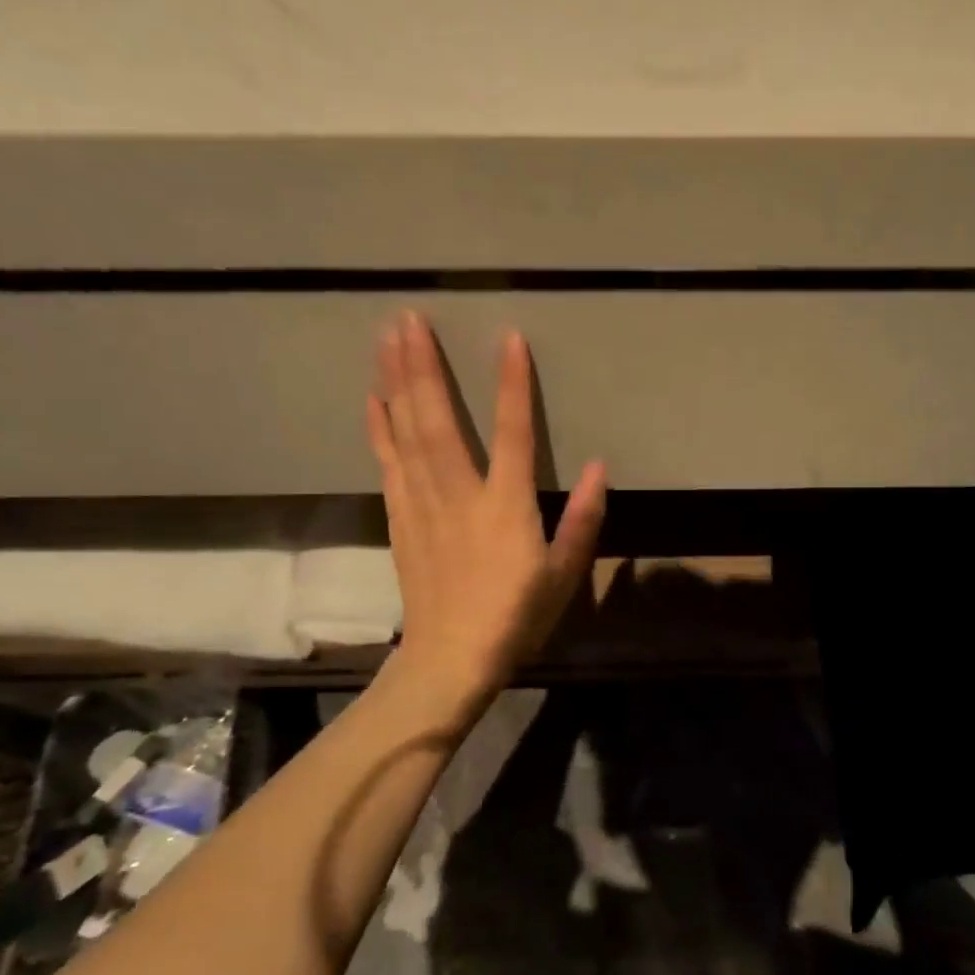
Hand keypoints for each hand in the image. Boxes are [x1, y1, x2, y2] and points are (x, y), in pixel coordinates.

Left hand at [368, 311, 606, 705]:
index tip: (508, 338)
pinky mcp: (401, 518)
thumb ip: (584, 519)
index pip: (513, 433)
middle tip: (407, 318)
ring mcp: (423, 504)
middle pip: (438, 419)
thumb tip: (602, 468)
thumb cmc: (516, 616)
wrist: (451, 657)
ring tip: (386, 339)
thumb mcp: (564, 574)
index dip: (512, 385)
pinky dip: (379, 427)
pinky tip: (373, 399)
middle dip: (423, 366)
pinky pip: (388, 462)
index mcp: (506, 506)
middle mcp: (459, 494)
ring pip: (406, 433)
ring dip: (396, 383)